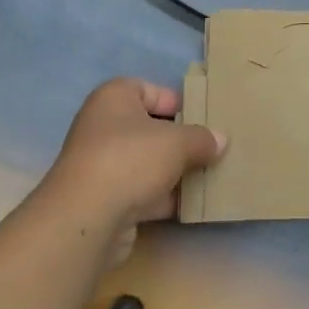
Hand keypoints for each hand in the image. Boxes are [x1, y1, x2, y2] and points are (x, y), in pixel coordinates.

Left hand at [40, 77, 224, 263]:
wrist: (87, 219)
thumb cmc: (131, 159)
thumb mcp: (178, 142)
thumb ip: (202, 139)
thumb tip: (220, 140)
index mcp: (114, 98)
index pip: (150, 90)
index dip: (178, 102)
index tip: (204, 118)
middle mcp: (104, 127)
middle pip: (151, 128)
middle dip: (181, 141)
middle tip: (212, 148)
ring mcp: (103, 166)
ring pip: (148, 163)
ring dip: (175, 172)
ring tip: (210, 176)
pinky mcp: (106, 200)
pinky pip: (142, 192)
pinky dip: (164, 197)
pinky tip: (192, 204)